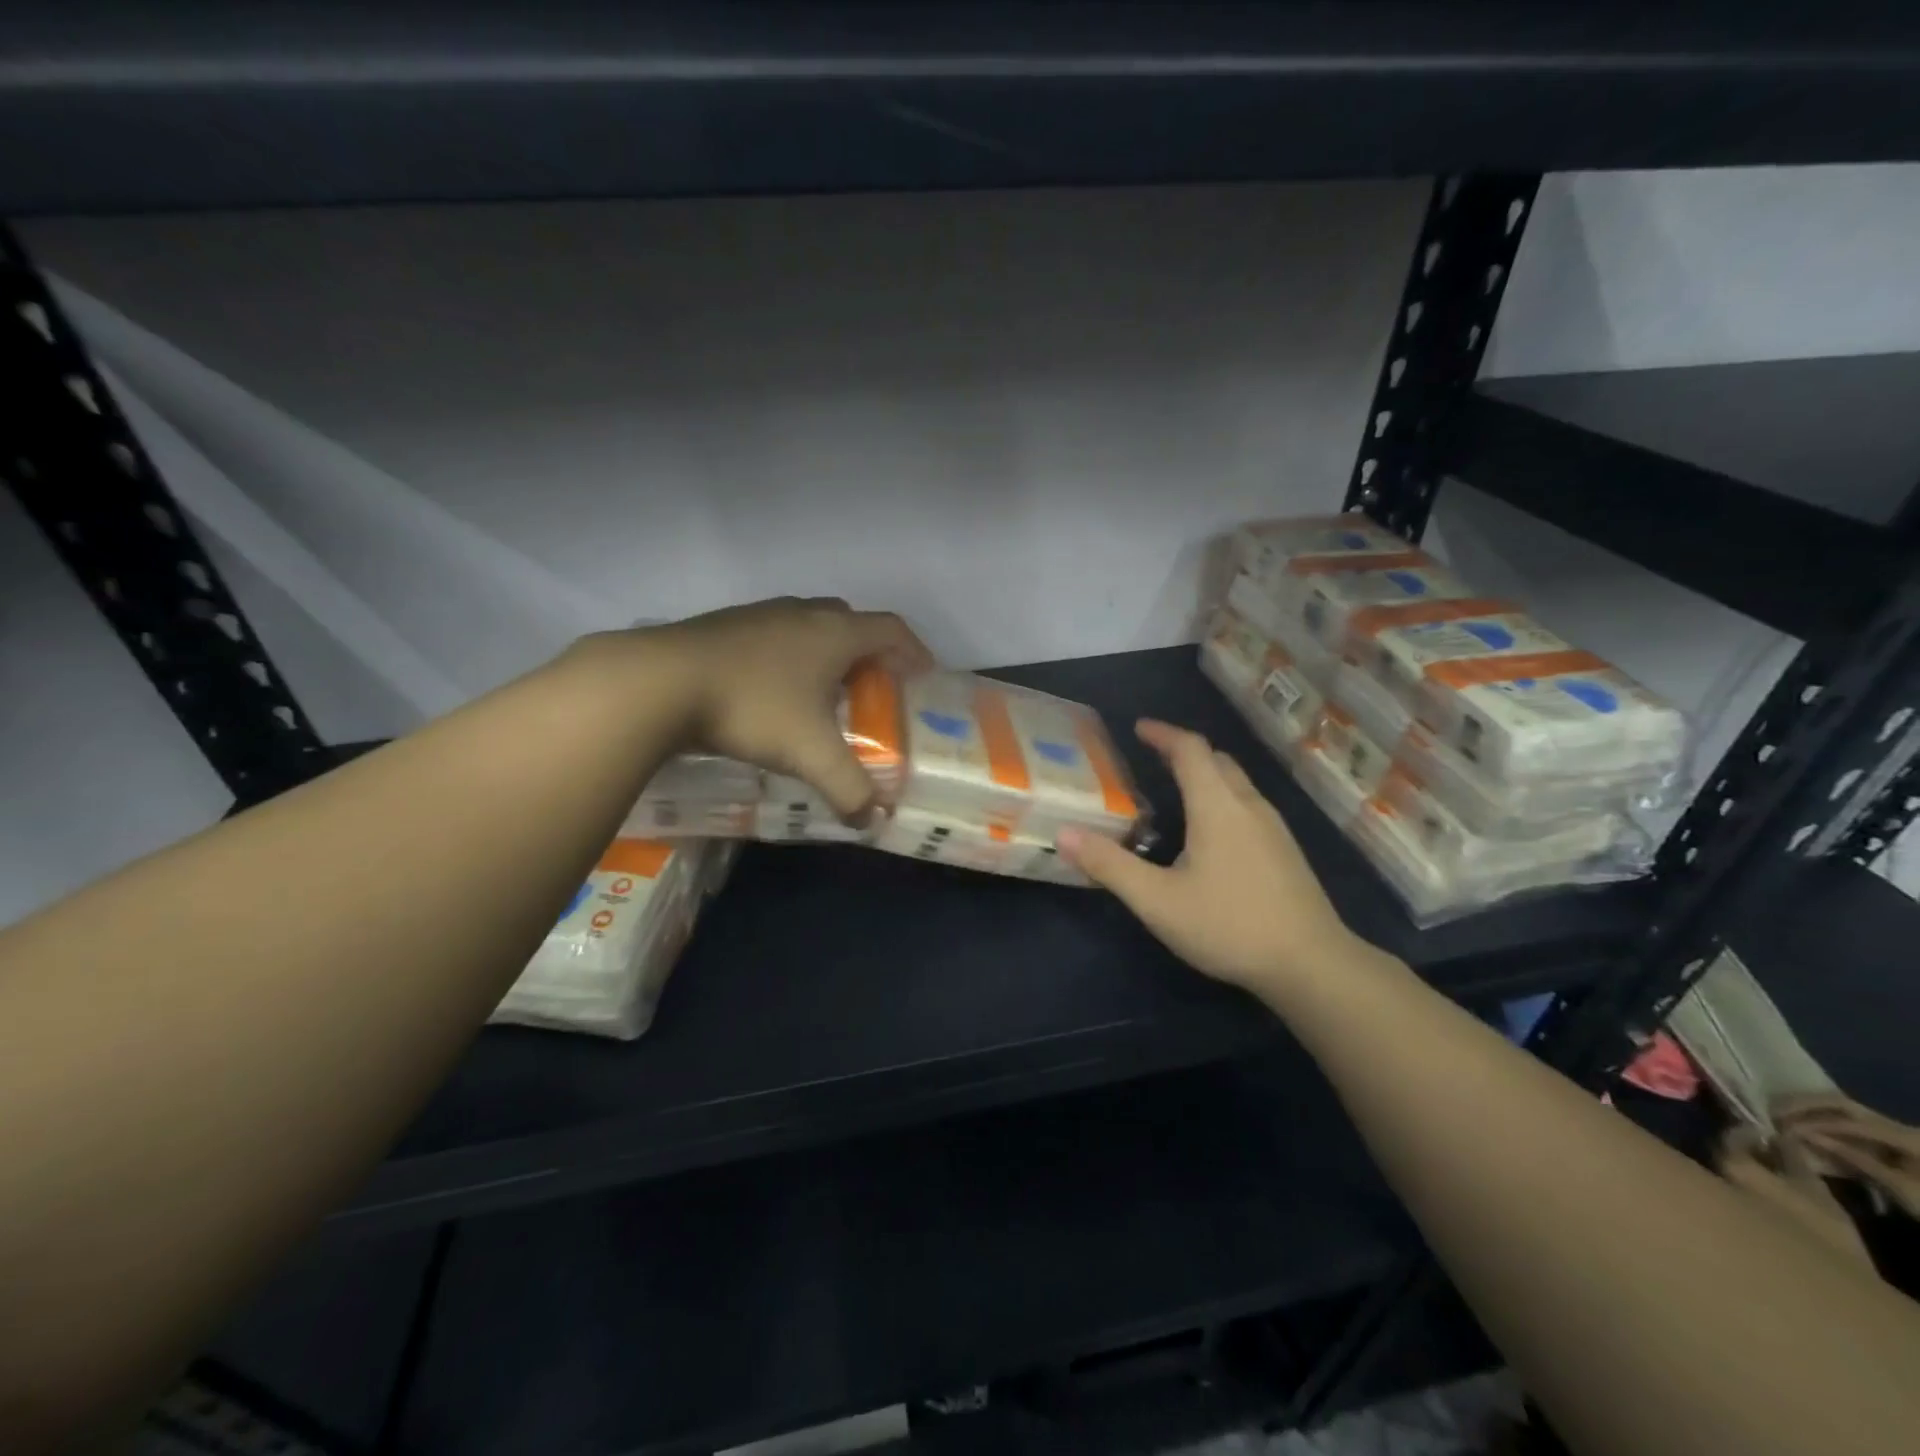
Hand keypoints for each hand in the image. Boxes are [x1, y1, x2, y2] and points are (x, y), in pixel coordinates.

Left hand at [627, 596, 931, 819]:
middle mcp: (802, 613)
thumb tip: (871, 822)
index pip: (892, 629)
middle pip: (851, 621)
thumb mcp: (810, 754)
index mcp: (834, 633)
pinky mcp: (724, 624)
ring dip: (824, 652)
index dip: (914, 651)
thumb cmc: (753, 708)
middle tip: (871, 688)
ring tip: (820, 693)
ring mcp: (760, 614)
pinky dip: (786, 656)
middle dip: (869, 652)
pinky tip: (769, 692)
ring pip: (808, 625)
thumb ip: (849, 789)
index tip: (922, 677)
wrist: (660, 682)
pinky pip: (773, 634)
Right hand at [1058, 720, 1358, 997]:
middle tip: (1152, 758)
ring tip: (1176, 792)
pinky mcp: (1285, 851)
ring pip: (1236, 783)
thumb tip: (1063, 834)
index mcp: (1217, 806)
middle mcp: (1248, 805)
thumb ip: (1110, 866)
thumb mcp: (1157, 901)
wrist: (1312, 964)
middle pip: (1217, 760)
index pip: (1190, 750)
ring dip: (1205, 775)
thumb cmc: (1229, 925)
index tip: (1138, 728)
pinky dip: (1222, 798)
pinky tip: (1210, 834)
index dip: (1163, 734)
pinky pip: (1247, 805)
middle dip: (1183, 751)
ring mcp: (1273, 828)